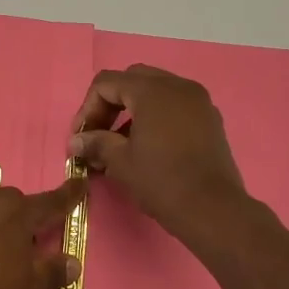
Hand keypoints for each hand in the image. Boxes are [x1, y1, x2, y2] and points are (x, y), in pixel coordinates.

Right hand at [69, 64, 248, 240]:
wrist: (212, 209)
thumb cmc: (161, 181)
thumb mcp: (120, 162)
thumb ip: (96, 143)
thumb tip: (76, 141)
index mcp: (152, 91)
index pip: (107, 83)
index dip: (87, 108)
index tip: (81, 137)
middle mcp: (178, 86)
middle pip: (132, 80)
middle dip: (110, 103)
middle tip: (99, 133)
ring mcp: (198, 101)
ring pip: (156, 91)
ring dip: (133, 110)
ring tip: (120, 144)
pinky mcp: (209, 119)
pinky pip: (175, 105)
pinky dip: (156, 116)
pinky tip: (147, 146)